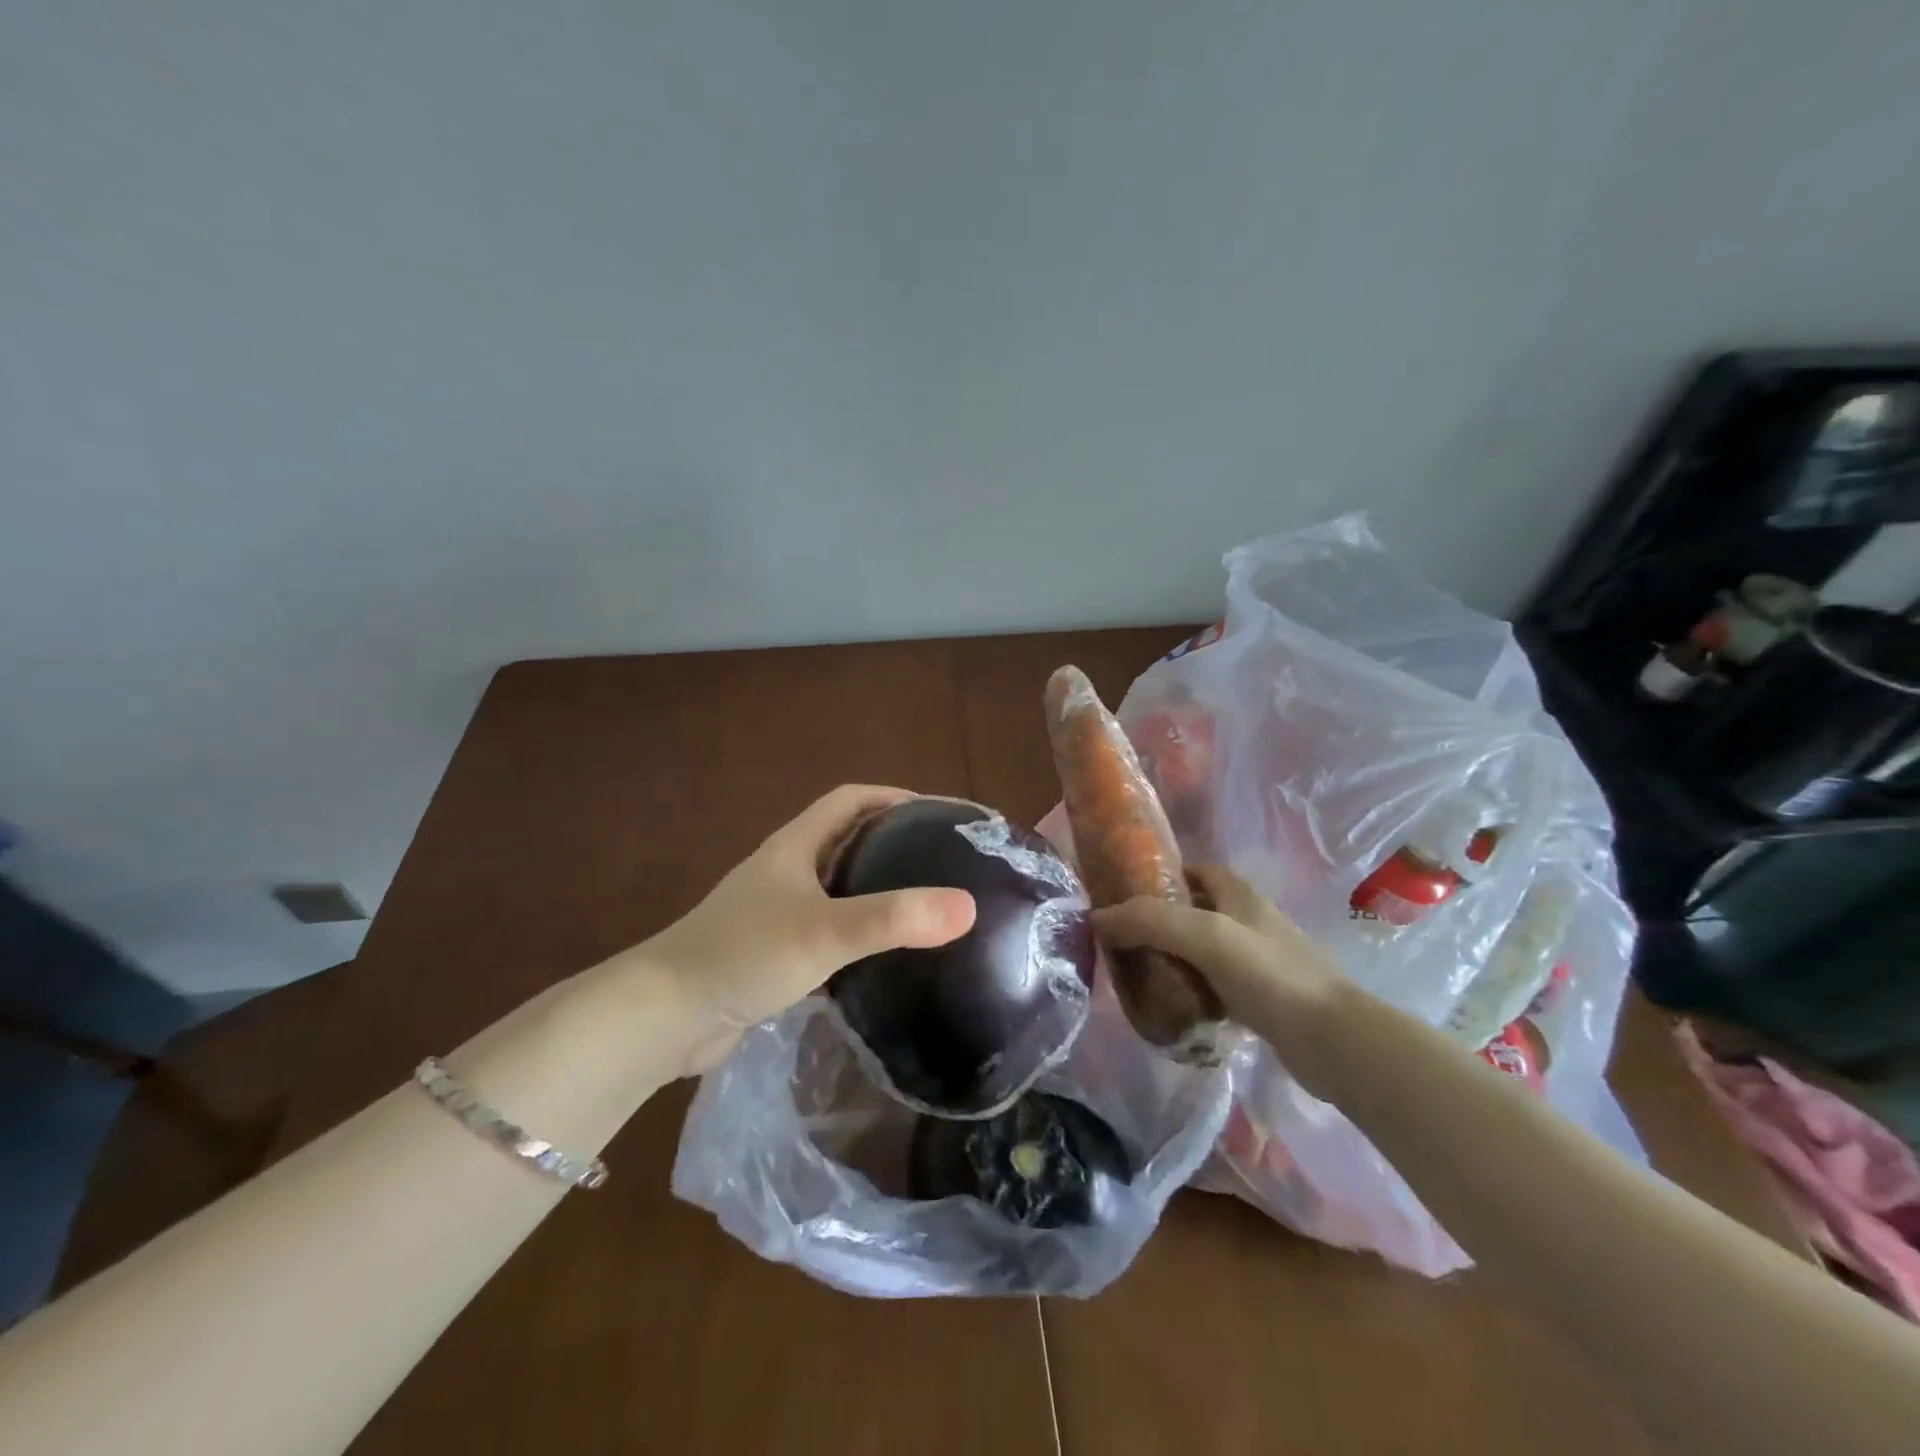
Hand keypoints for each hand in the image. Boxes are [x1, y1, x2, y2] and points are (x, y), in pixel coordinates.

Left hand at [643, 785, 976, 1071]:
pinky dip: (857, 936)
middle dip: (893, 842)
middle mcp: (785, 871)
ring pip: (837, 889)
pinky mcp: (772, 954)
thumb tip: (967, 906)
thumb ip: (894, 918)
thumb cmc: (743, 955)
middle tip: (942, 862)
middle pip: (846, 840)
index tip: (938, 813)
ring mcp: (776, 913)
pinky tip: (883, 959)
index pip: (851, 799)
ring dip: (875, 890)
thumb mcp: (824, 931)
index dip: (894, 796)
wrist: (664, 1017)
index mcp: (795, 846)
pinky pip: (826, 932)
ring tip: (923, 907)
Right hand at [1093, 864, 1345, 1084]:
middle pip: (1195, 910)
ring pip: (1204, 951)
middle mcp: (1250, 920)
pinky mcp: (1264, 1000)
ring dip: (1174, 959)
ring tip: (1138, 975)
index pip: (1193, 870)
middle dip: (1160, 922)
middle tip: (1123, 941)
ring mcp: (1259, 961)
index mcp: (1239, 894)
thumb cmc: (1269, 975)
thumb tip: (1097, 918)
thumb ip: (1150, 921)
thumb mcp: (1204, 936)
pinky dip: (1193, 991)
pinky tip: (1172, 1008)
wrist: (1334, 1041)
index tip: (1123, 895)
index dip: (1159, 876)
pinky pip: (1216, 986)